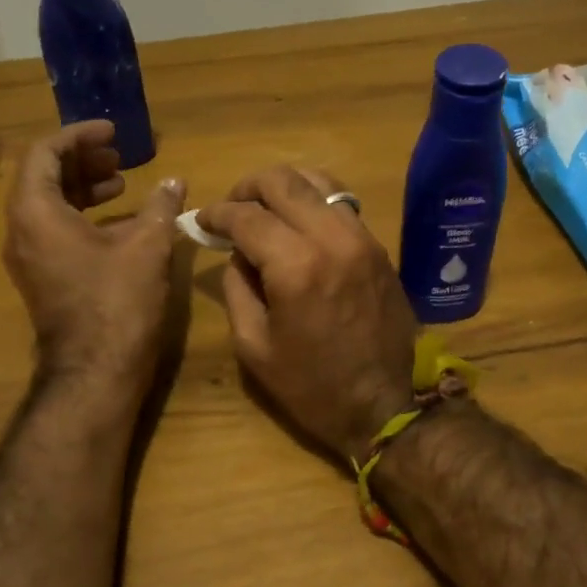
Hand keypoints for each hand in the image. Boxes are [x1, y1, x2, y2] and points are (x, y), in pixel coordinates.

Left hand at [2, 121, 185, 394]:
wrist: (96, 371)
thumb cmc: (117, 302)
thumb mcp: (147, 246)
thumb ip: (160, 206)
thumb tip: (174, 182)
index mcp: (35, 212)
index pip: (45, 152)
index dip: (80, 135)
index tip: (113, 132)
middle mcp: (21, 230)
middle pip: (43, 177)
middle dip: (82, 160)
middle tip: (120, 156)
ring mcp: (29, 258)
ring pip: (49, 205)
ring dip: (83, 188)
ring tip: (122, 183)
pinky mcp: (43, 279)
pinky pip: (54, 231)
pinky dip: (82, 216)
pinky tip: (120, 222)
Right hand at [197, 166, 416, 461]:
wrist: (383, 405)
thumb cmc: (311, 386)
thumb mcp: (254, 346)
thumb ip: (237, 288)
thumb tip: (237, 252)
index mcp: (296, 266)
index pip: (247, 215)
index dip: (217, 213)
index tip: (203, 221)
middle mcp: (332, 239)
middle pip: (283, 182)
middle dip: (248, 188)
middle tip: (231, 208)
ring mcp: (362, 238)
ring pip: (318, 182)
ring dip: (284, 187)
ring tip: (264, 208)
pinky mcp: (378, 247)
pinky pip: (342, 204)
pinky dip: (314, 200)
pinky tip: (298, 221)